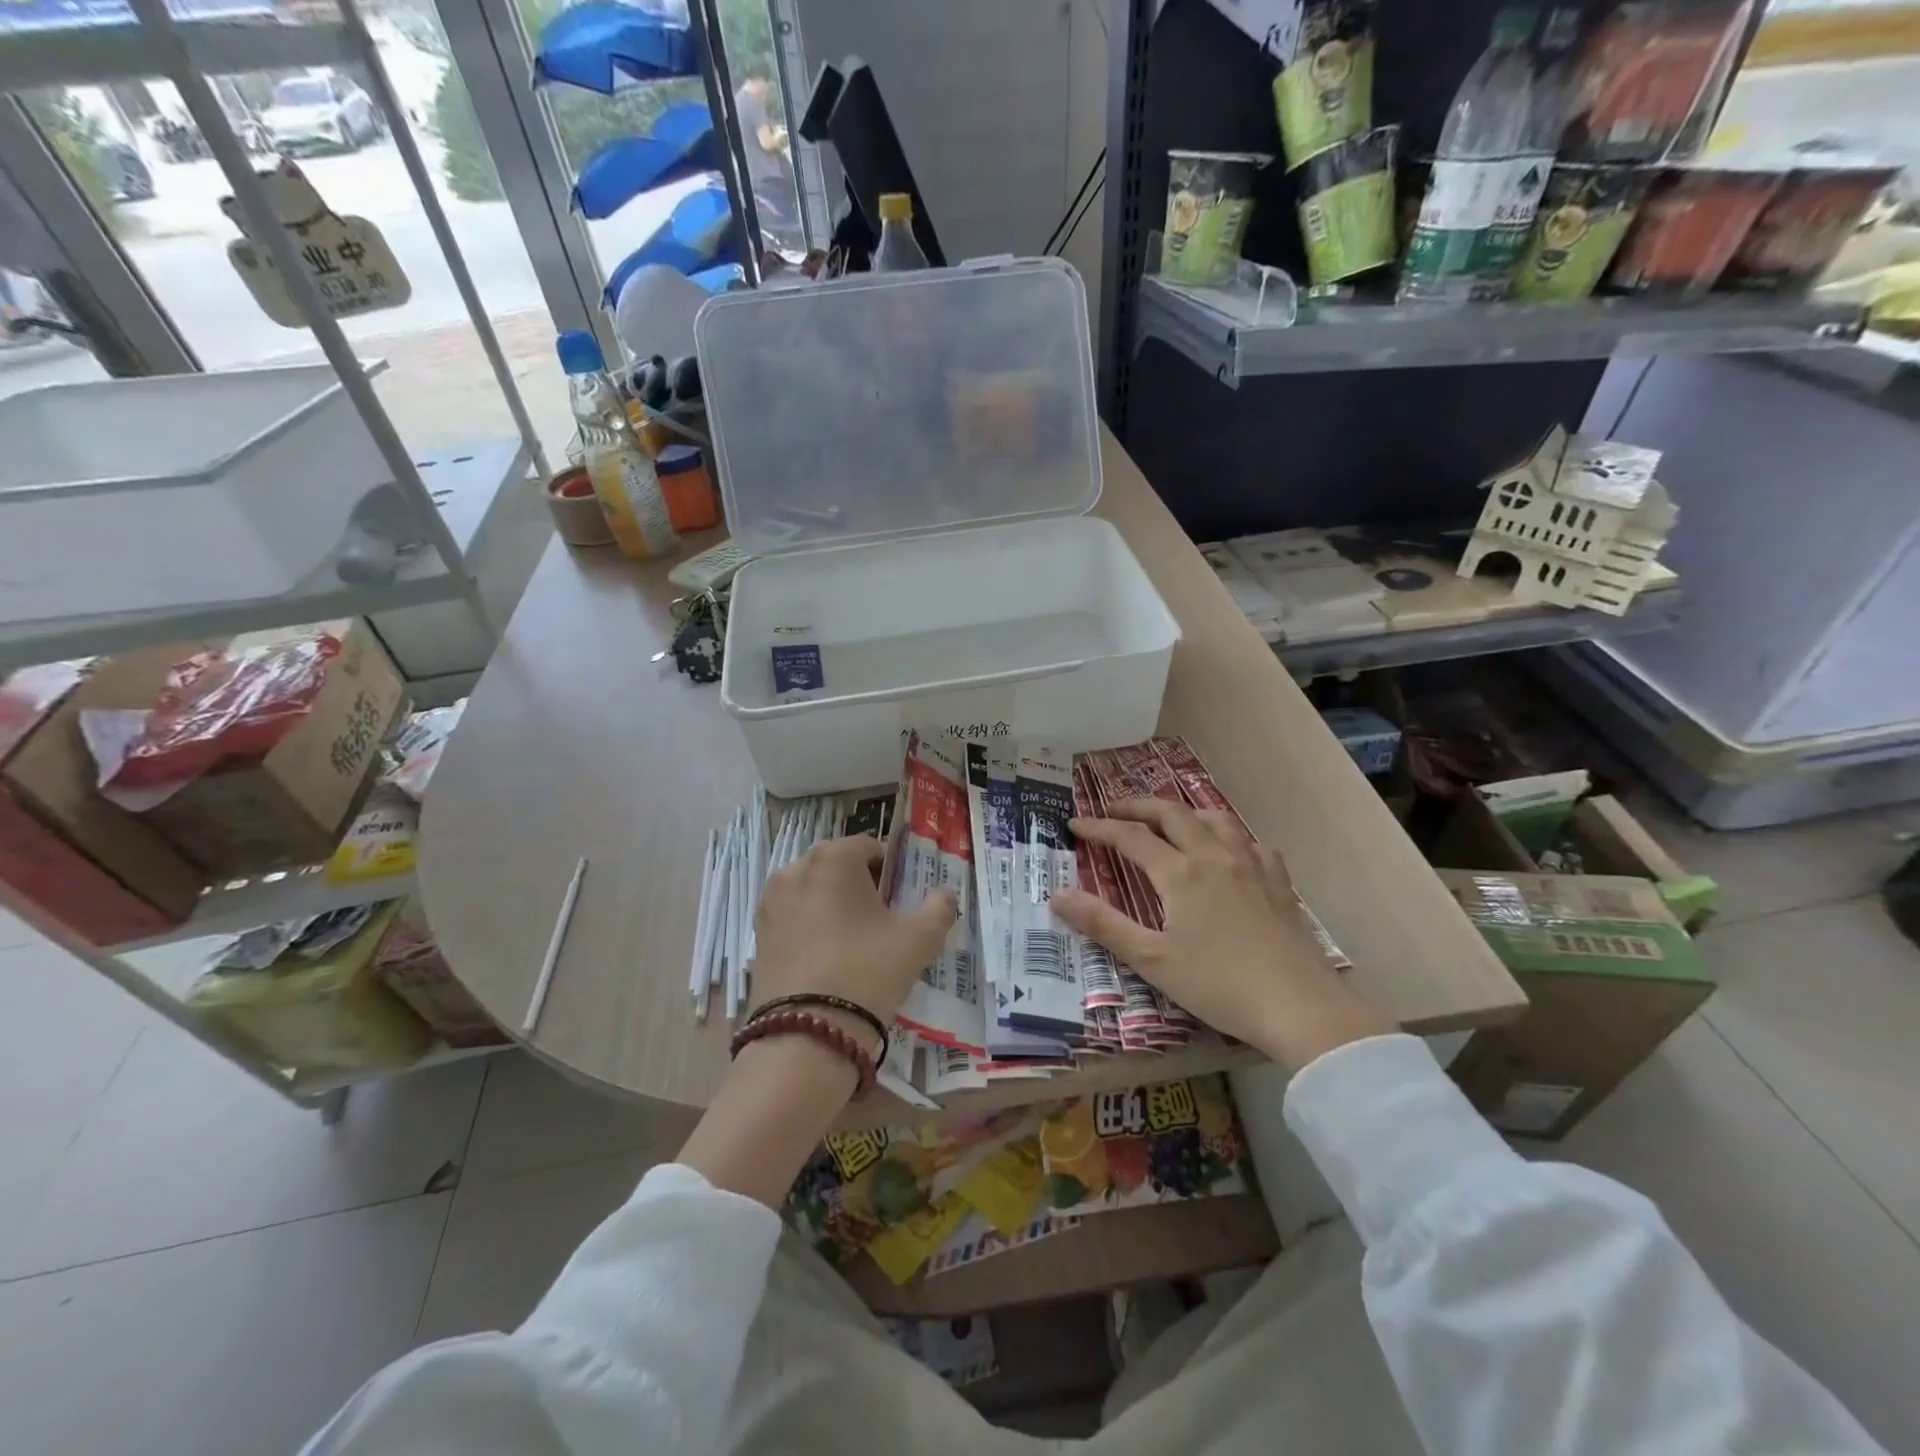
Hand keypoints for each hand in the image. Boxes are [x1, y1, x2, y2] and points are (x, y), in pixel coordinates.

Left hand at [751, 835, 957, 1040]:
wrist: (808, 1032)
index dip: (889, 870)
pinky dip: (809, 925)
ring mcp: (771, 899)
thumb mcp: (919, 939)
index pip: (869, 847)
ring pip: (812, 889)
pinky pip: (792, 915)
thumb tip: (946, 894)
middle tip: (879, 921)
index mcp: (834, 857)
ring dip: (831, 903)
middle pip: (837, 865)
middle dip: (859, 884)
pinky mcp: (758, 931)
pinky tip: (825, 957)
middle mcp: (796, 867)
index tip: (899, 901)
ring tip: (851, 941)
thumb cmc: (868, 970)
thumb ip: (939, 908)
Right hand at [1049, 799, 1390, 1072]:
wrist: (1299, 1006)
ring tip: (1170, 819)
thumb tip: (1057, 894)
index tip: (1074, 823)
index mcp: (1180, 873)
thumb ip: (1103, 924)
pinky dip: (1231, 836)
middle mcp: (1214, 856)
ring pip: (1215, 819)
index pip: (1130, 837)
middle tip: (1114, 809)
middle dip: (1139, 806)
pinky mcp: (1279, 883)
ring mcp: (1252, 866)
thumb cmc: (1218, 984)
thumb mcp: (1151, 959)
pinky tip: (1232, 850)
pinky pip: (1253, 843)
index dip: (1099, 827)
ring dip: (1185, 812)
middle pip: (1172, 814)